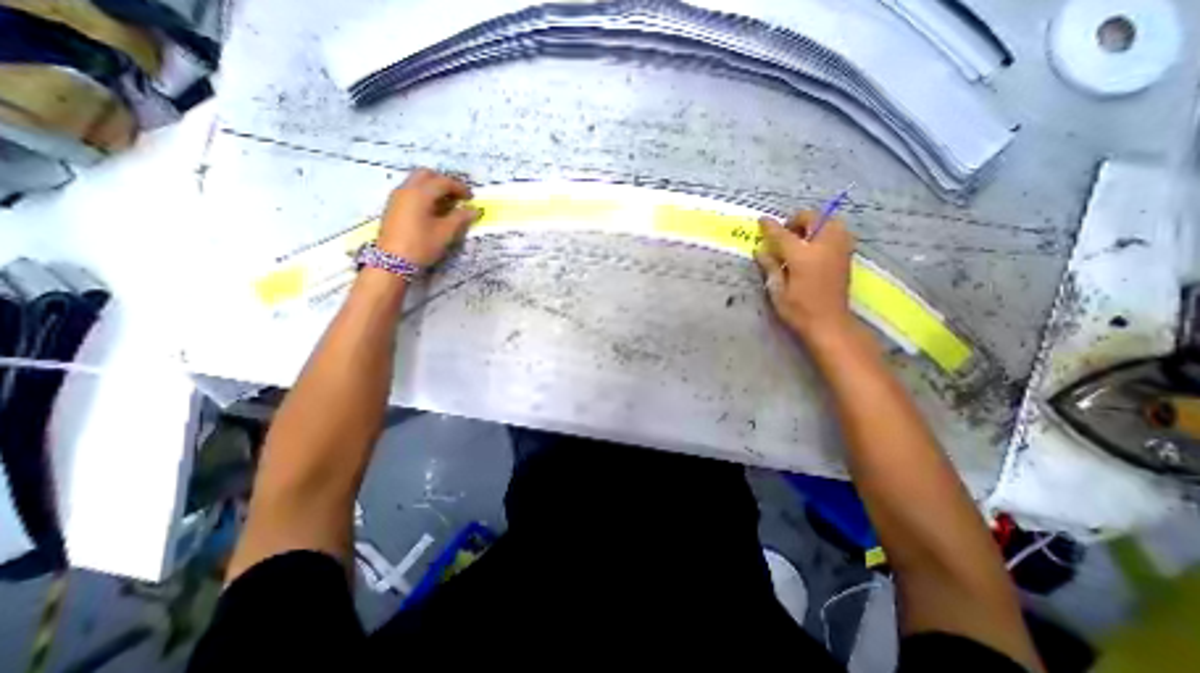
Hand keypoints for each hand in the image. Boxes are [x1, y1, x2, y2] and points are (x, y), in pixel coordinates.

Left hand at [379, 169, 481, 266]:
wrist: (392, 262)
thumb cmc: (421, 245)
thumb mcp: (445, 233)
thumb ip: (460, 218)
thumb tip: (474, 209)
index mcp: (420, 193)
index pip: (442, 182)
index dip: (459, 187)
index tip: (471, 198)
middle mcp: (406, 189)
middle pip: (426, 175)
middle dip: (444, 182)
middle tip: (458, 196)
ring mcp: (397, 197)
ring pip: (417, 182)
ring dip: (433, 188)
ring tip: (448, 204)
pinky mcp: (394, 206)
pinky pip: (411, 191)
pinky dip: (424, 194)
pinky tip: (433, 210)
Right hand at [753, 212, 856, 341]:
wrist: (829, 323)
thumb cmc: (799, 310)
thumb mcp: (777, 290)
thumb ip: (770, 266)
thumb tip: (760, 250)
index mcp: (803, 256)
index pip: (783, 234)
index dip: (770, 226)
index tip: (762, 220)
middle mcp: (824, 246)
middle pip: (812, 218)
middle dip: (797, 220)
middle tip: (785, 234)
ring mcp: (839, 249)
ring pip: (829, 221)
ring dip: (814, 224)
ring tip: (802, 239)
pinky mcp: (846, 255)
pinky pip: (838, 232)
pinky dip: (825, 232)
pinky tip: (815, 247)